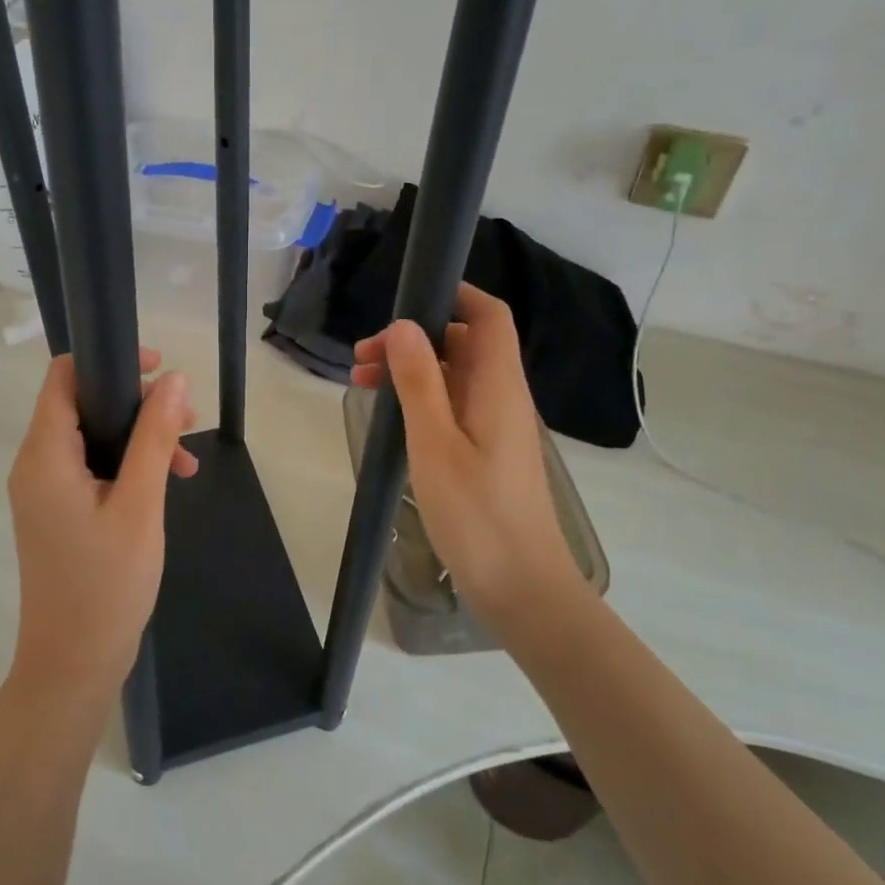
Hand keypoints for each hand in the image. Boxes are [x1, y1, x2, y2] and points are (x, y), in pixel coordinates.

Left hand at [5, 348, 196, 703]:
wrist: (72, 666)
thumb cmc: (106, 585)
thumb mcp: (140, 505)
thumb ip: (155, 437)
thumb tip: (173, 378)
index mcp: (44, 456)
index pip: (63, 377)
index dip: (108, 361)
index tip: (157, 368)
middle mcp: (35, 465)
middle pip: (82, 404)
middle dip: (136, 402)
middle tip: (186, 417)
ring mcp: (44, 490)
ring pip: (92, 437)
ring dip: (139, 436)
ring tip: (187, 456)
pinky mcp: (58, 511)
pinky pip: (92, 467)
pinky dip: (128, 465)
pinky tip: (168, 481)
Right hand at [351, 284, 578, 629]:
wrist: (522, 588)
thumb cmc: (477, 515)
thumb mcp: (435, 444)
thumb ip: (418, 382)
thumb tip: (404, 325)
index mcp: (497, 386)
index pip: (489, 316)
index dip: (454, 296)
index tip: (406, 300)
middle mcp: (502, 397)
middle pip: (462, 344)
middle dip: (413, 338)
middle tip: (362, 358)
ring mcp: (496, 426)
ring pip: (453, 377)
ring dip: (411, 371)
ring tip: (362, 383)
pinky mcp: (487, 452)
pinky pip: (453, 407)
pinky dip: (421, 400)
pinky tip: (389, 417)